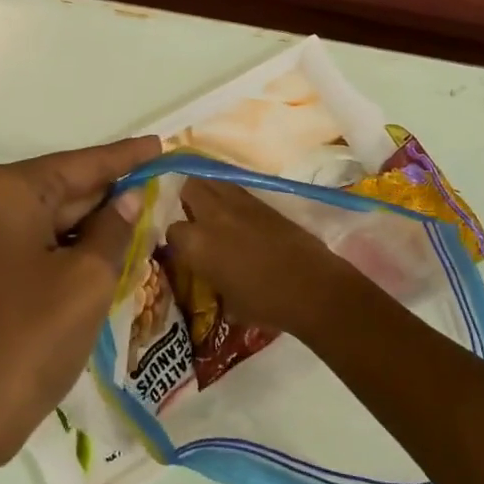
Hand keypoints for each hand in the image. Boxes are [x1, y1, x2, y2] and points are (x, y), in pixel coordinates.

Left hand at [0, 136, 160, 473]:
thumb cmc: (25, 342)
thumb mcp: (86, 281)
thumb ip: (113, 229)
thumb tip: (125, 199)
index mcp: (5, 192)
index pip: (81, 163)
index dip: (126, 157)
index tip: (161, 144)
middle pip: (59, 189)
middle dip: (107, 194)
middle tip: (156, 188)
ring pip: (42, 221)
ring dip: (86, 226)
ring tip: (137, 222)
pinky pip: (24, 246)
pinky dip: (60, 249)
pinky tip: (96, 257)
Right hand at [166, 177, 361, 339]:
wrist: (311, 287)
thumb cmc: (265, 303)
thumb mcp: (227, 300)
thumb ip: (211, 279)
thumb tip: (210, 274)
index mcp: (197, 244)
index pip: (173, 230)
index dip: (178, 240)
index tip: (184, 249)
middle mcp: (212, 215)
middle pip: (189, 187)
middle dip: (187, 199)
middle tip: (194, 216)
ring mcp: (239, 203)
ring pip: (213, 180)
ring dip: (209, 191)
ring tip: (214, 209)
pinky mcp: (262, 200)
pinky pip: (236, 188)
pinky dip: (231, 196)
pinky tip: (238, 214)